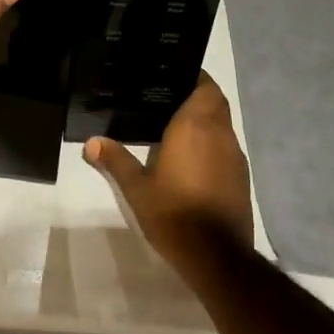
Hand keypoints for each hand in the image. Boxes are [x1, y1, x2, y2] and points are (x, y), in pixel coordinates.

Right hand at [85, 72, 253, 265]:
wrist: (217, 257)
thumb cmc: (174, 213)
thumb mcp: (137, 189)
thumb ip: (116, 161)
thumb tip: (91, 143)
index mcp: (196, 126)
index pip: (204, 86)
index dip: (194, 77)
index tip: (173, 76)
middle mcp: (220, 134)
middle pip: (215, 102)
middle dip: (198, 96)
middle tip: (169, 99)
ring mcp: (235, 157)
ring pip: (224, 125)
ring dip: (207, 121)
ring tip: (177, 127)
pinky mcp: (242, 179)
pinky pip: (228, 148)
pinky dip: (214, 144)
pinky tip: (193, 159)